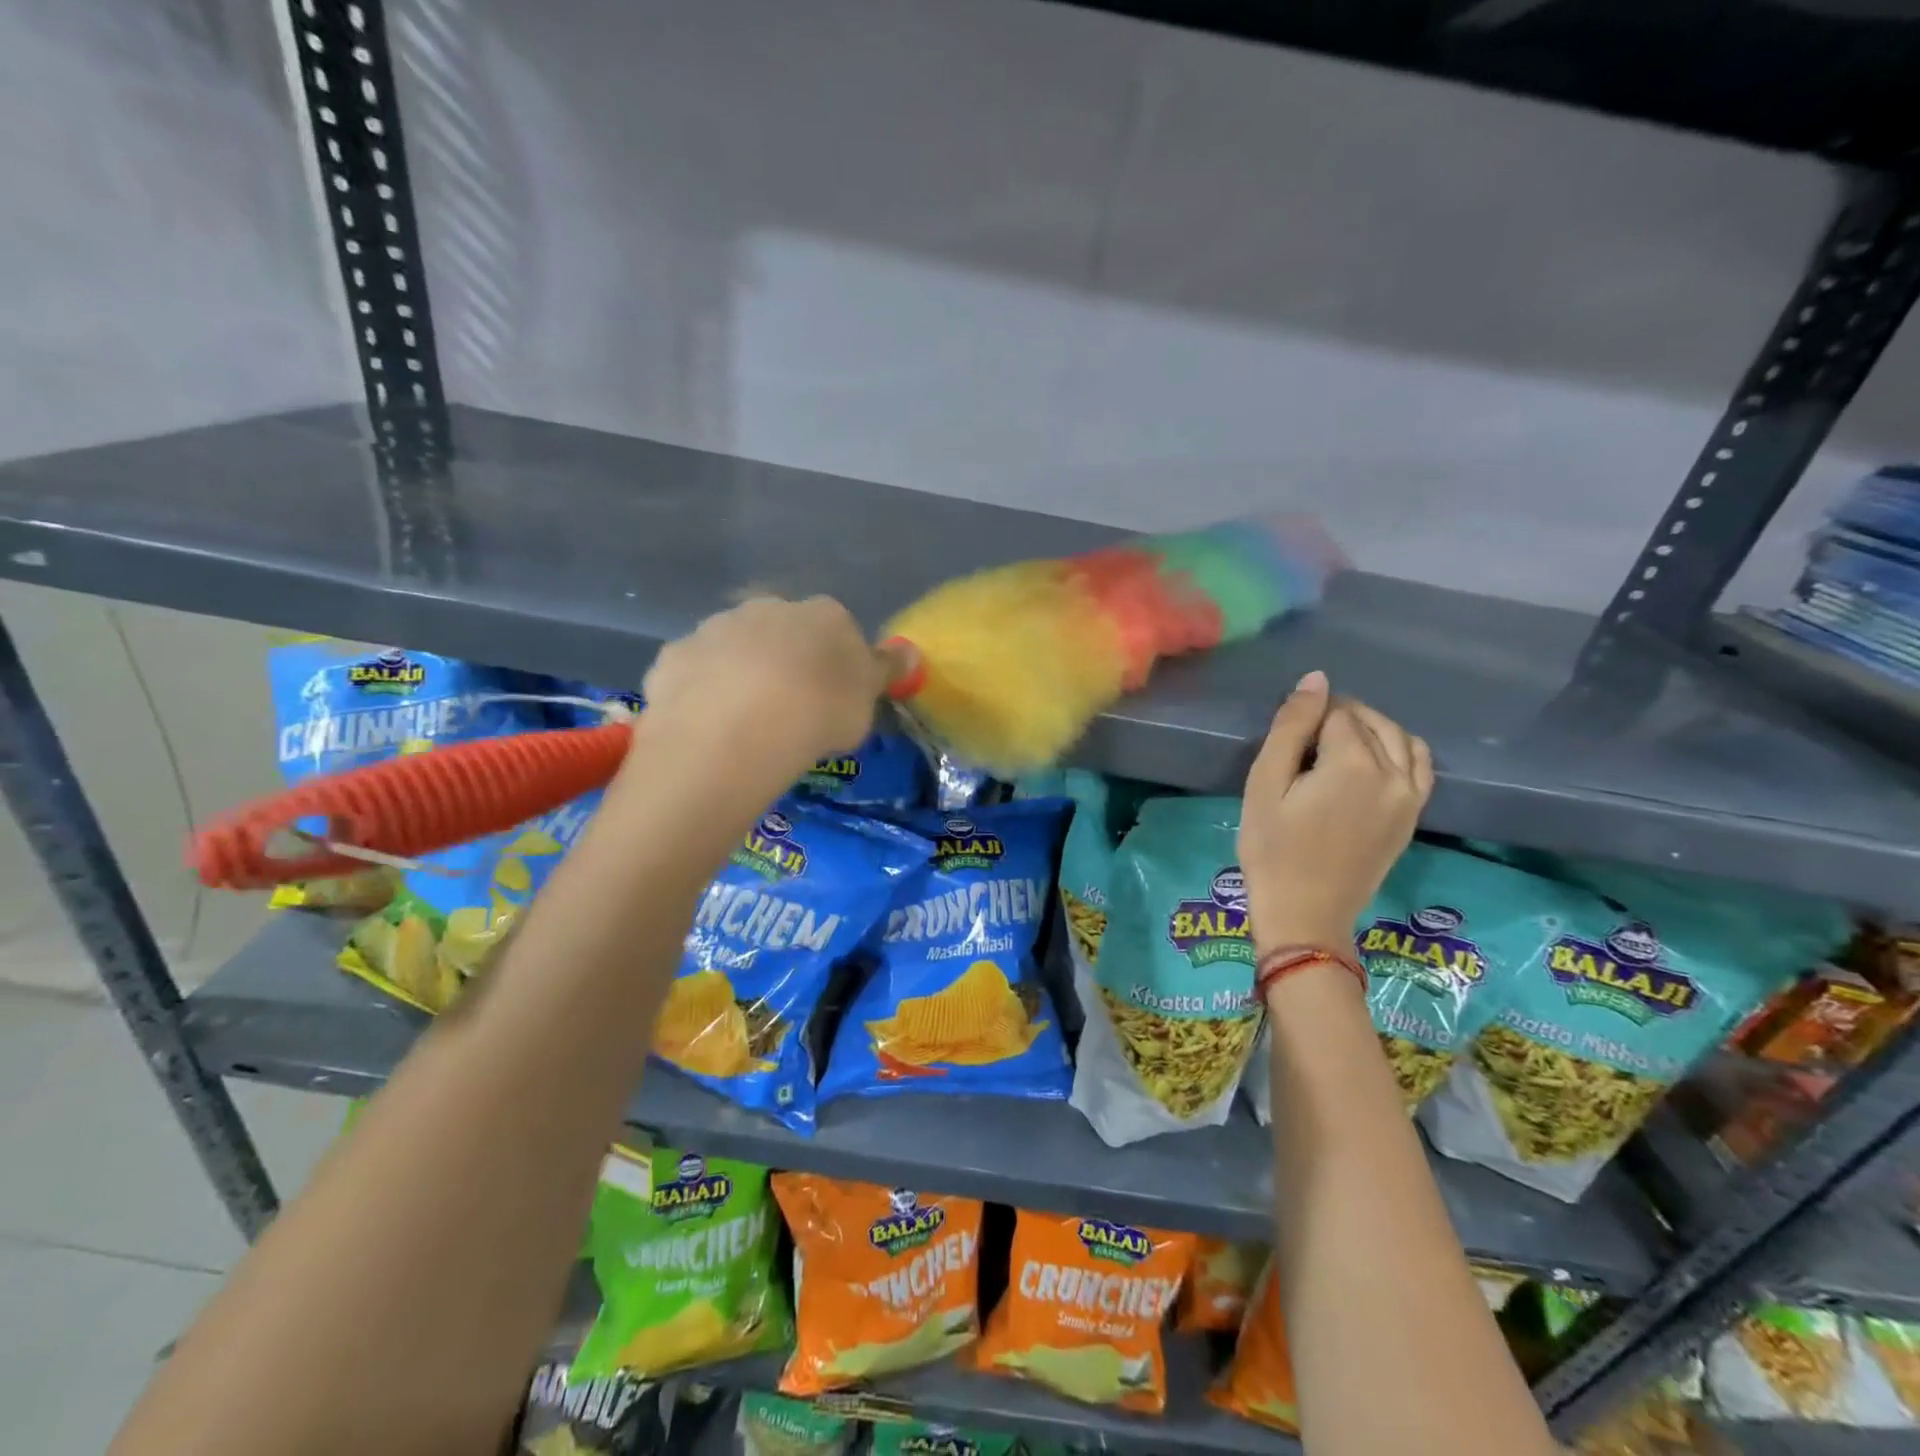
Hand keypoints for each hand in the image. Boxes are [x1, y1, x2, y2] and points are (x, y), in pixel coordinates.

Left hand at [639, 596, 898, 781]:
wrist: (740, 726)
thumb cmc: (820, 711)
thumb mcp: (868, 699)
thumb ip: (886, 671)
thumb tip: (910, 651)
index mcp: (823, 614)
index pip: (838, 629)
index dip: (836, 664)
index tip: (834, 698)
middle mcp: (768, 608)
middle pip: (782, 632)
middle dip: (785, 662)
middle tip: (790, 711)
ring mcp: (715, 628)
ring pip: (734, 650)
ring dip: (741, 675)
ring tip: (747, 725)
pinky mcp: (674, 656)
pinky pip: (695, 674)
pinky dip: (702, 693)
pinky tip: (709, 727)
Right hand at [1238, 671, 1431, 956]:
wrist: (1305, 911)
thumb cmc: (1272, 848)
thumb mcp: (1265, 784)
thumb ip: (1291, 728)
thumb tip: (1316, 679)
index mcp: (1354, 762)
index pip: (1336, 712)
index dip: (1307, 718)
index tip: (1286, 743)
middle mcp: (1394, 772)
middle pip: (1371, 720)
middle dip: (1339, 718)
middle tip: (1302, 745)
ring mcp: (1411, 796)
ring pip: (1400, 738)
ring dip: (1370, 729)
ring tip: (1335, 745)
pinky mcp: (1413, 814)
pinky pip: (1419, 764)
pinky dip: (1398, 749)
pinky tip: (1371, 761)